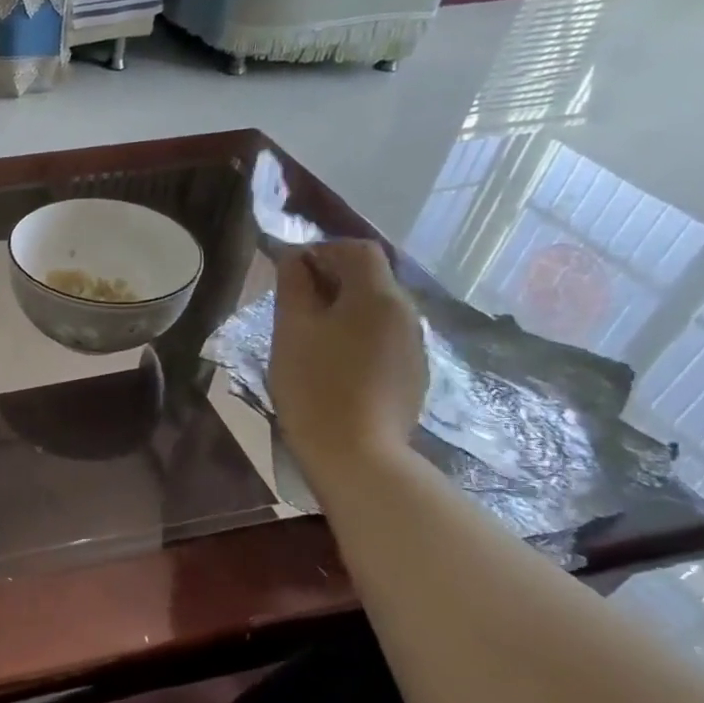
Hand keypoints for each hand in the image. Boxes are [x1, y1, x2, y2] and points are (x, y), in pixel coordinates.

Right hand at [269, 240, 425, 486]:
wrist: (356, 453)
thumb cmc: (314, 385)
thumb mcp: (291, 329)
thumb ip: (292, 286)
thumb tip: (293, 256)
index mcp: (377, 296)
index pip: (357, 249)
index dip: (323, 250)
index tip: (290, 269)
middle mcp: (405, 312)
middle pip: (371, 278)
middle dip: (332, 280)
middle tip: (293, 304)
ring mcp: (413, 345)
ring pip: (376, 310)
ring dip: (344, 310)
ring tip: (309, 337)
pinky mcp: (412, 374)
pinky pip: (383, 338)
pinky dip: (357, 337)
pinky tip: (333, 364)